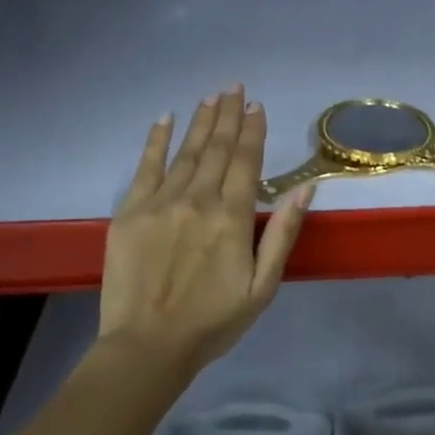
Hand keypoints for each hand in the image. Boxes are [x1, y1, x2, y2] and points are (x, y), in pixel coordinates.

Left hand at [100, 86, 312, 371]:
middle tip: (234, 88)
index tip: (256, 106)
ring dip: (200, 122)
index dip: (252, 131)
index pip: (245, 161)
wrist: (148, 346)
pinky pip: (145, 167)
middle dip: (227, 116)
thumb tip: (304, 189)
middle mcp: (197, 200)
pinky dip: (155, 141)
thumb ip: (282, 233)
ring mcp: (160, 203)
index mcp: (232, 217)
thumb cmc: (215, 320)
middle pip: (215, 149)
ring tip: (210, 98)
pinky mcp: (130, 213)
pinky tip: (164, 119)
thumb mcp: (263, 284)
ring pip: (184, 152)